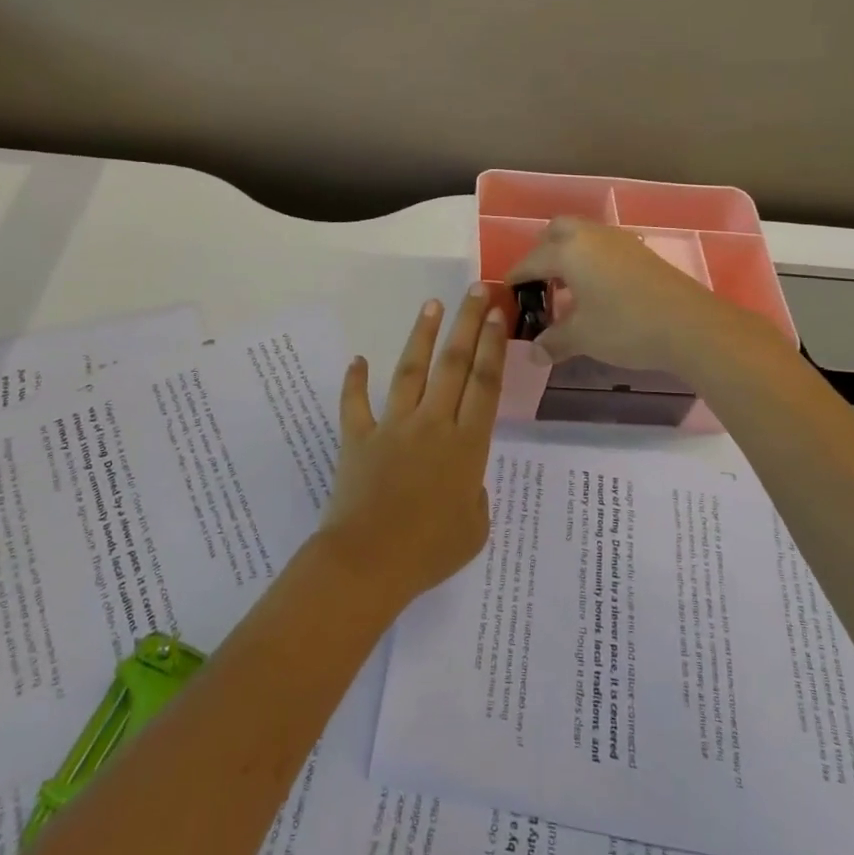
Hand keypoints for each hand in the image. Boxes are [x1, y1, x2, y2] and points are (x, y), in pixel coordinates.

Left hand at [319, 285, 507, 604]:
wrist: (368, 563)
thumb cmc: (429, 553)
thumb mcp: (474, 529)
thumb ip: (474, 496)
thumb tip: (463, 479)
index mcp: (466, 445)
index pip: (485, 384)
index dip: (493, 346)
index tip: (498, 314)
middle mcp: (433, 424)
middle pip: (454, 364)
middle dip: (468, 324)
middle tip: (476, 291)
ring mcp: (393, 427)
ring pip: (410, 370)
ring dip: (422, 335)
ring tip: (432, 305)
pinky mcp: (359, 437)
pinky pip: (356, 404)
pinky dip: (355, 381)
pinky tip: (358, 360)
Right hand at [506, 216, 749, 373]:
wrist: (690, 325)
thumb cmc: (625, 326)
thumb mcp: (583, 337)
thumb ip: (554, 341)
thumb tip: (534, 353)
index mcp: (569, 251)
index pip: (532, 260)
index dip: (516, 277)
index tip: (507, 292)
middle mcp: (592, 236)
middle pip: (557, 231)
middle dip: (543, 252)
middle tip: (539, 281)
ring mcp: (621, 241)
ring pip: (584, 236)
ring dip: (570, 255)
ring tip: (567, 288)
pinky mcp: (642, 253)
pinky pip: (604, 248)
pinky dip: (592, 261)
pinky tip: (597, 290)